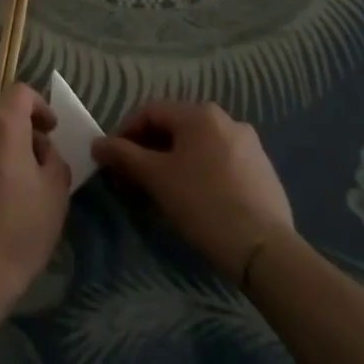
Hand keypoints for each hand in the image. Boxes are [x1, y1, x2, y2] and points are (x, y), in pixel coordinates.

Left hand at [0, 84, 69, 311]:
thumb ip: (52, 157)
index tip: (49, 131)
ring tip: (1, 195)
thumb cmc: (18, 232)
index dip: (39, 106)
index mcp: (0, 127)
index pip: (20, 92)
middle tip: (31, 172)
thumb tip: (40, 147)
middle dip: (16, 138)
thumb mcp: (55, 194)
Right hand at [92, 100, 293, 278]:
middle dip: (148, 151)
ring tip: (161, 194)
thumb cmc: (203, 204)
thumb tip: (98, 144)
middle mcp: (226, 120)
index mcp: (199, 114)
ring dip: (172, 163)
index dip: (125, 133)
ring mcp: (249, 145)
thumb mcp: (155, 177)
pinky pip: (219, 163)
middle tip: (133, 180)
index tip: (112, 161)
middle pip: (174, 128)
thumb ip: (122, 155)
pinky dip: (199, 173)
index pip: (149, 112)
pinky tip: (194, 201)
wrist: (265, 250)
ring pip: (197, 147)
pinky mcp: (263, 171)